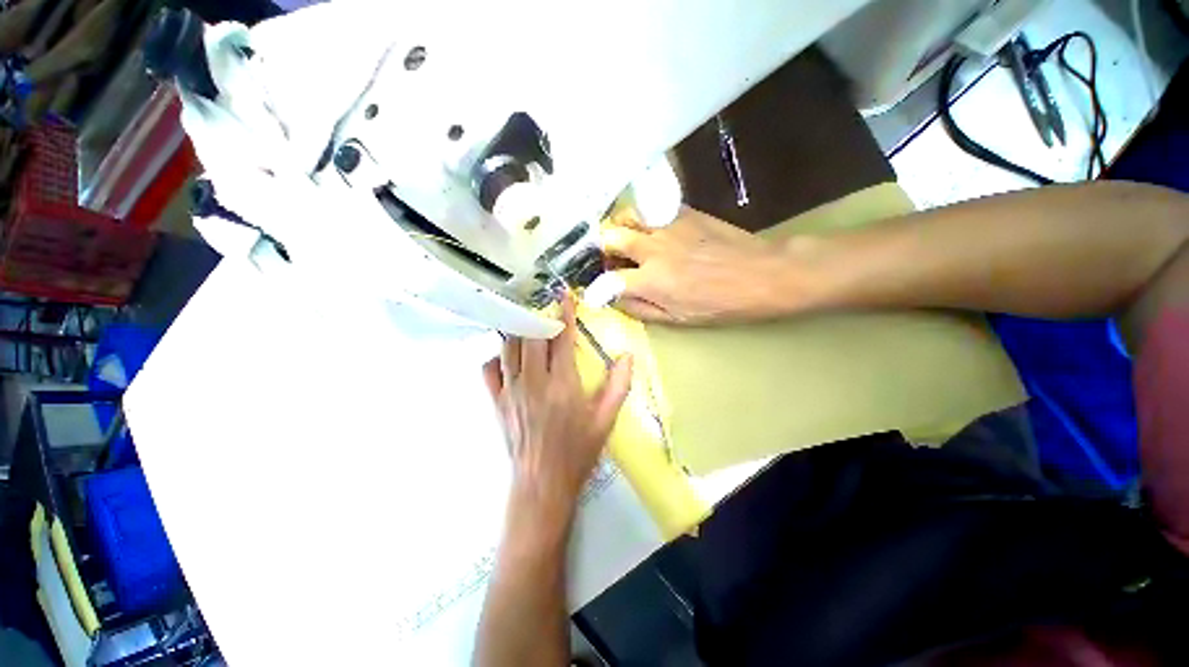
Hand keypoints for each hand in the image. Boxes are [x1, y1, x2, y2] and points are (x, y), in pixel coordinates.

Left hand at [482, 296, 633, 526]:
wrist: (543, 483)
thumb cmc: (578, 452)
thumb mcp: (605, 420)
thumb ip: (618, 385)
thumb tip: (626, 356)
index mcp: (562, 384)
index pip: (562, 338)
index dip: (564, 313)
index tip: (564, 295)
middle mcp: (533, 381)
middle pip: (532, 336)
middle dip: (540, 317)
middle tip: (547, 308)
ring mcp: (510, 391)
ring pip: (509, 347)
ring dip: (519, 330)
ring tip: (528, 322)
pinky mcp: (497, 402)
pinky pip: (490, 370)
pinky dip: (497, 355)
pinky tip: (507, 353)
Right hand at [593, 206, 805, 323]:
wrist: (761, 273)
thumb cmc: (720, 304)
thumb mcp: (678, 319)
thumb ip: (641, 310)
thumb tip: (616, 300)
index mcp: (652, 280)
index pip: (608, 281)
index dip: (595, 289)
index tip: (593, 292)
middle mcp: (653, 248)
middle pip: (610, 237)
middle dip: (602, 249)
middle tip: (610, 260)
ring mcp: (668, 226)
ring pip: (627, 215)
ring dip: (620, 229)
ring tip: (627, 241)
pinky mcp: (683, 212)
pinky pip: (651, 209)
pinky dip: (642, 220)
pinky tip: (652, 231)